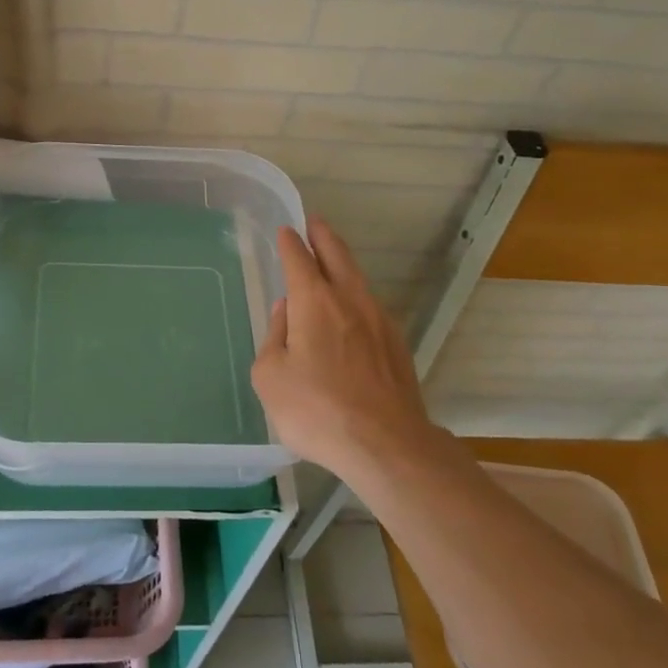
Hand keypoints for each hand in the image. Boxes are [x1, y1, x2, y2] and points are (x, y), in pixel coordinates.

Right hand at [251, 219, 434, 477]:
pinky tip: (350, 310)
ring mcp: (379, 320)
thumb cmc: (317, 410)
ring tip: (332, 259)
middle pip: (337, 255)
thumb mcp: (270, 377)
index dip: (290, 243)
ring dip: (342, 263)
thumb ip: (274, 337)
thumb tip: (285, 312)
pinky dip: (356, 295)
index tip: (286, 232)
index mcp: (314, 301)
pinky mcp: (396, 344)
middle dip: (323, 236)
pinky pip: (370, 306)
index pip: (299, 259)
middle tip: (314, 222)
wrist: (386, 445)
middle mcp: (349, 300)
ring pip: (357, 278)